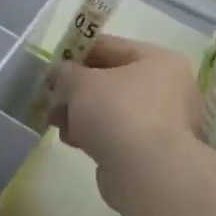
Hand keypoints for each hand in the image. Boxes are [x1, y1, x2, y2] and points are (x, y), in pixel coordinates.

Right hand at [50, 36, 202, 203]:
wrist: (144, 170)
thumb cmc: (116, 111)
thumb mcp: (80, 82)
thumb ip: (65, 72)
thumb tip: (61, 73)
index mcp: (157, 60)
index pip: (109, 46)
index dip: (76, 51)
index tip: (52, 63)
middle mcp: (165, 87)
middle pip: (109, 79)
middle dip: (75, 88)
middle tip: (50, 95)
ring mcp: (160, 120)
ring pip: (109, 108)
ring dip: (79, 113)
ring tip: (54, 121)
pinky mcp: (149, 149)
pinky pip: (114, 132)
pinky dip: (92, 133)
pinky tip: (72, 140)